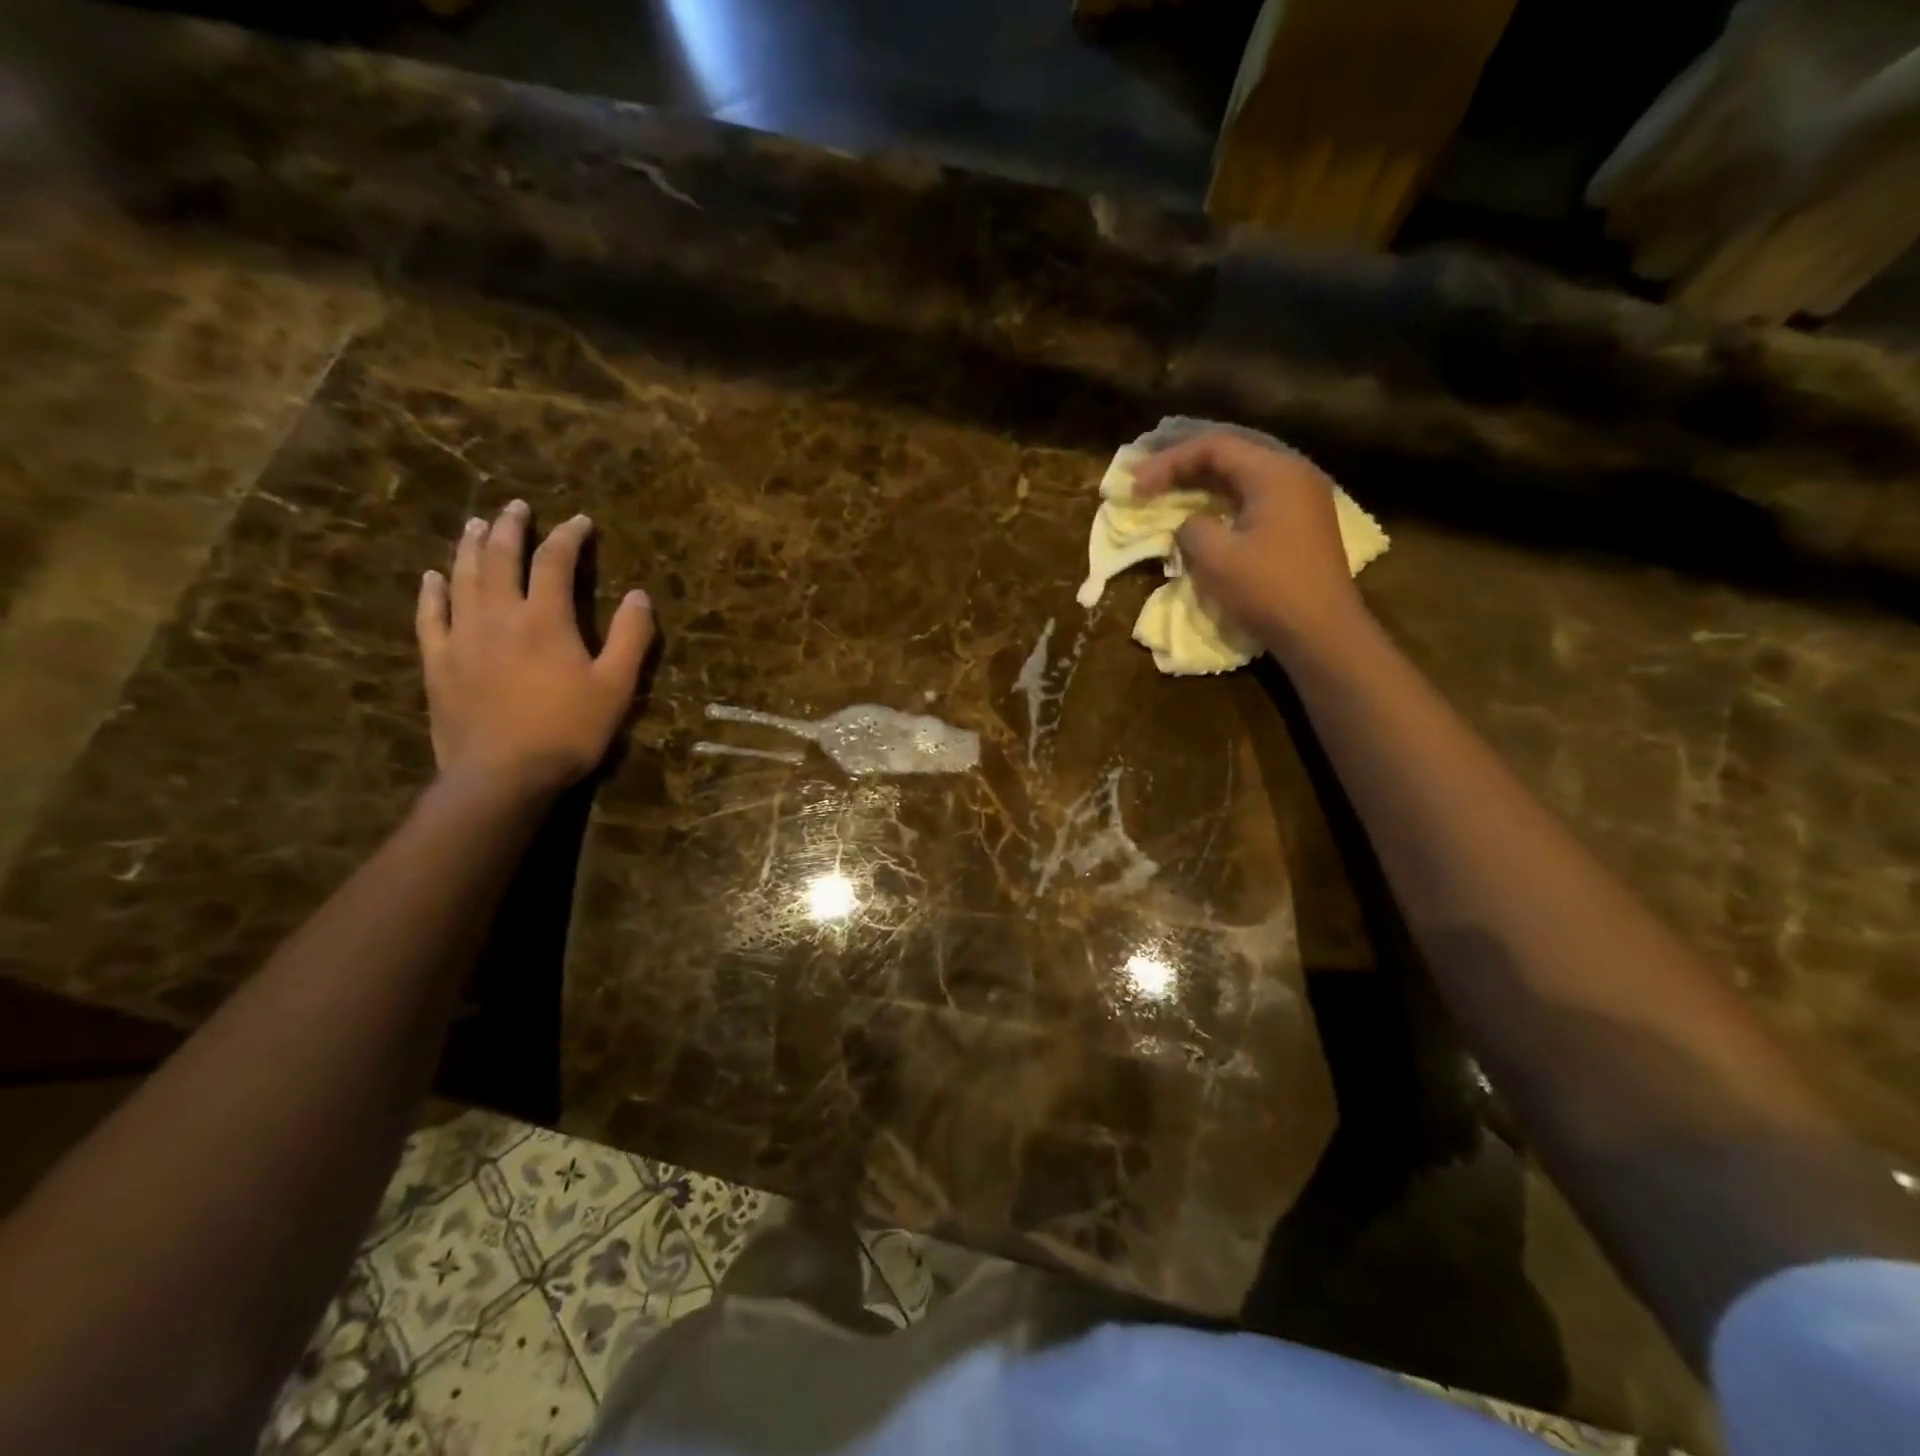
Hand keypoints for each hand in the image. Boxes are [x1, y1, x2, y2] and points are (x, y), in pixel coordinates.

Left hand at [416, 501, 653, 796]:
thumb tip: (639, 595)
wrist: (502, 775)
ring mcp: (462, 637)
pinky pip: (429, 616)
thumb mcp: (616, 687)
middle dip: (510, 528)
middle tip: (515, 507)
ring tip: (475, 525)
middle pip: (499, 558)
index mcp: (546, 619)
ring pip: (461, 578)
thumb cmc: (568, 730)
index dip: (569, 537)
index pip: (555, 561)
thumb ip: (630, 638)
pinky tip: (432, 577)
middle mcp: (499, 616)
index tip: (580, 521)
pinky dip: (431, 591)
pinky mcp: (438, 662)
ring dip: (469, 546)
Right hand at [1133, 431, 1367, 651]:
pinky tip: (1201, 512)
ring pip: (1241, 476)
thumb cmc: (1268, 590)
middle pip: (1230, 454)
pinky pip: (1253, 497)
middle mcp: (1293, 473)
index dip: (1168, 462)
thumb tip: (1189, 524)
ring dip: (1201, 482)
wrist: (1321, 632)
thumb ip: (1191, 528)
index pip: (1213, 447)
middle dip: (1183, 465)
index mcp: (1274, 472)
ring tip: (1166, 490)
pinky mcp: (1300, 523)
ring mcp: (1301, 498)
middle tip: (1145, 478)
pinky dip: (1221, 500)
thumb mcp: (1215, 558)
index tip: (1136, 485)